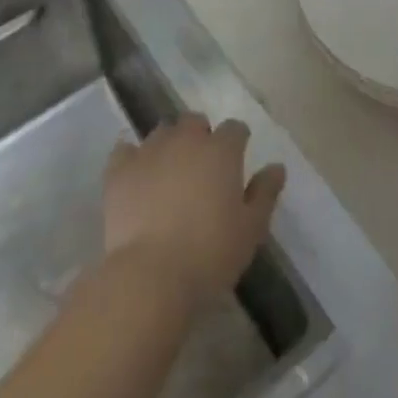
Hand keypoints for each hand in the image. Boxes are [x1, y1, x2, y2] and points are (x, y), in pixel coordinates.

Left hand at [104, 113, 286, 305]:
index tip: (237, 160)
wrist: (151, 275)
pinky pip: (125, 149)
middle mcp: (186, 140)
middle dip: (200, 136)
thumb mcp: (251, 229)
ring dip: (169, 144)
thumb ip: (265, 193)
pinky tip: (135, 173)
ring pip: (162, 132)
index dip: (237, 141)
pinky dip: (131, 157)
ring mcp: (150, 150)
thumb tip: (277, 167)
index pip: (235, 129)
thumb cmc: (210, 253)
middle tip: (202, 168)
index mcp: (221, 150)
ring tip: (169, 172)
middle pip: (195, 122)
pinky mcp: (120, 169)